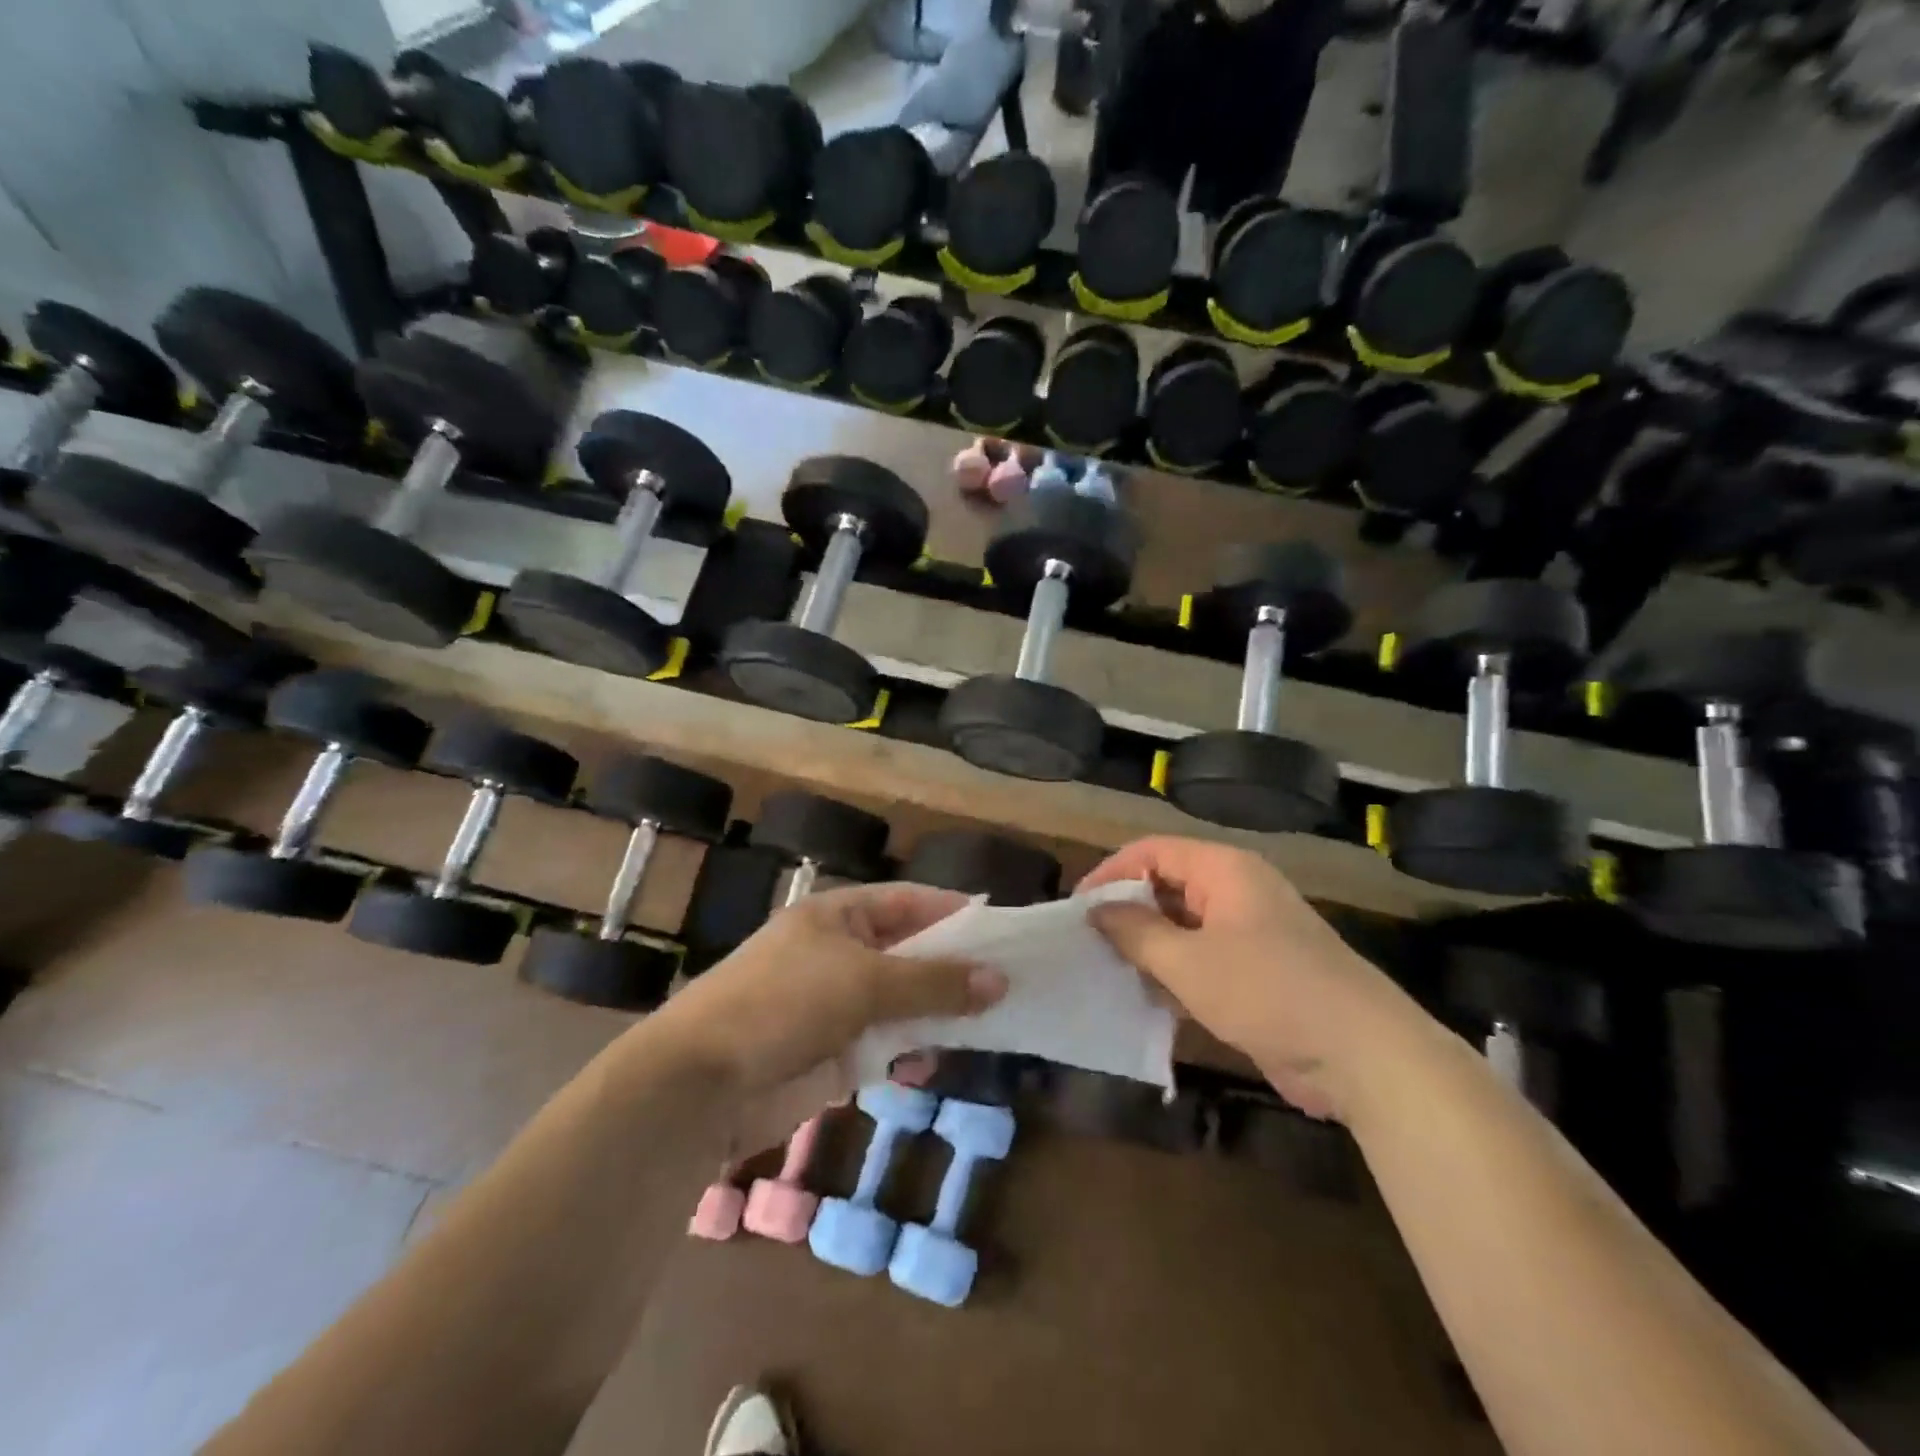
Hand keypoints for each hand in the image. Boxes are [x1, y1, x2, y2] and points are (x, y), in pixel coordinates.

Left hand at [644, 883, 1006, 1144]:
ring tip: (989, 1022)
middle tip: (1010, 981)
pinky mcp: (833, 1054)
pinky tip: (934, 1062)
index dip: (952, 911)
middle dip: (953, 968)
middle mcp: (839, 953)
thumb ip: (933, 982)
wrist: (703, 1084)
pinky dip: (910, 1052)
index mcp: (838, 916)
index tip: (1002, 928)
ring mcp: (835, 1005)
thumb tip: (999, 980)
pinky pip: (886, 1045)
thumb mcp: (865, 981)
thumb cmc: (784, 1004)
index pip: (907, 901)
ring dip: (937, 1013)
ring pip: (902, 1002)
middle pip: (910, 953)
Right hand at [1081, 837, 1426, 1122]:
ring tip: (1108, 971)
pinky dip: (1174, 972)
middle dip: (1127, 911)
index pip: (1152, 852)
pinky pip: (1202, 958)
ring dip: (1148, 946)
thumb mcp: (1189, 962)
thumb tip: (1096, 910)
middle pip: (1167, 885)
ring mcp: (1250, 932)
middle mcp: (1237, 891)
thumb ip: (1136, 932)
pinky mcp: (1258, 971)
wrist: (1364, 1055)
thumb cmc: (1268, 991)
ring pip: (1183, 926)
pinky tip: (1147, 999)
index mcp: (1224, 870)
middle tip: (1088, 942)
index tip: (1077, 908)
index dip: (1111, 872)